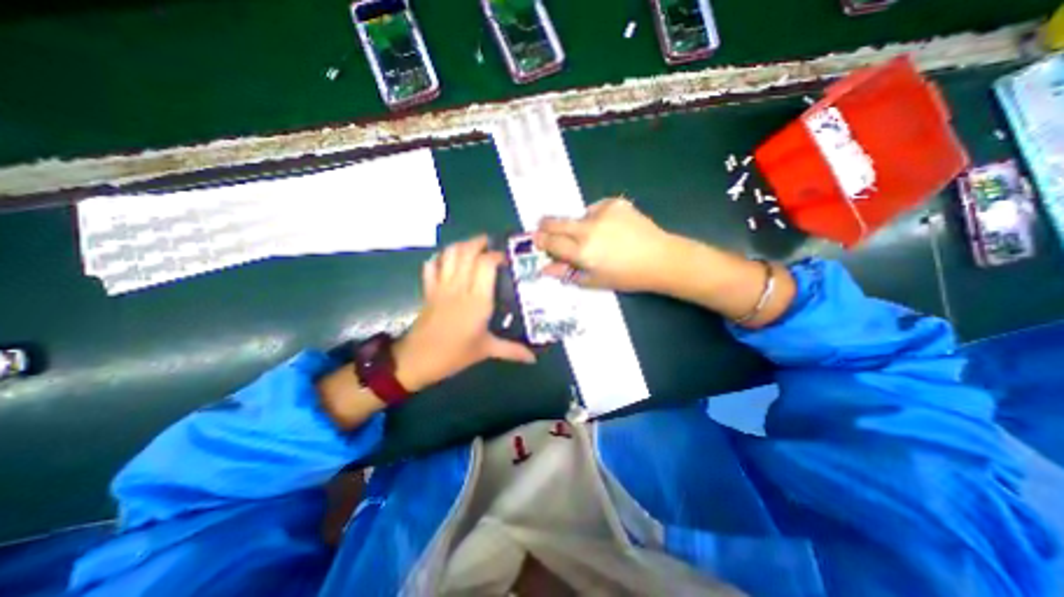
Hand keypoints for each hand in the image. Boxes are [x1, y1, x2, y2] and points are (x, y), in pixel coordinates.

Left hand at [390, 236, 535, 393]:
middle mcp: (459, 287)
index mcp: (477, 300)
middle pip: (466, 251)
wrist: (417, 360)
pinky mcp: (428, 289)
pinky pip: (431, 265)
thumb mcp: (487, 350)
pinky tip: (449, 260)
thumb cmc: (455, 354)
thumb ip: (512, 350)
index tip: (506, 259)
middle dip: (479, 242)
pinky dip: (440, 257)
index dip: (496, 255)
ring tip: (473, 247)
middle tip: (491, 244)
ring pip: (449, 254)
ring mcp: (441, 286)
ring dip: (462, 245)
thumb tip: (533, 358)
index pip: (485, 264)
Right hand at [537, 196, 677, 291]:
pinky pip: (595, 209)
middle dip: (546, 226)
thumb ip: (566, 273)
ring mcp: (602, 213)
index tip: (537, 240)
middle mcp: (588, 229)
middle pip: (555, 222)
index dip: (541, 241)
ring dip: (578, 225)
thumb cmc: (626, 276)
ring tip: (596, 237)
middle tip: (546, 230)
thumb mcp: (594, 281)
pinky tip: (610, 228)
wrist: (660, 258)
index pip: (551, 242)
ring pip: (577, 216)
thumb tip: (544, 268)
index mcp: (582, 251)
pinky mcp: (615, 203)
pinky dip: (596, 218)